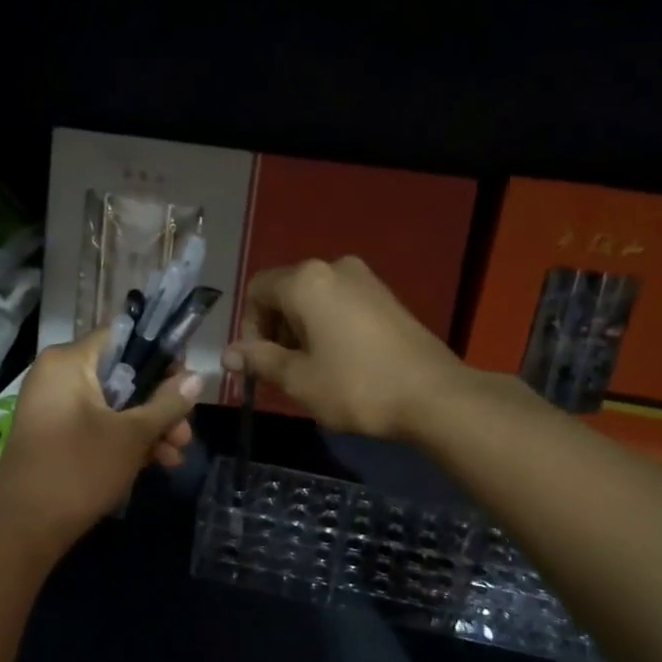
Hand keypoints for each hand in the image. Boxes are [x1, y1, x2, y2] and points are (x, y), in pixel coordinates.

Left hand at [0, 328, 202, 545]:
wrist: (24, 528)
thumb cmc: (80, 470)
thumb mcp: (132, 435)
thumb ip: (168, 402)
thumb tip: (198, 377)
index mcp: (68, 361)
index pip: (124, 336)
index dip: (160, 355)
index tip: (186, 383)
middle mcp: (57, 375)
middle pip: (122, 374)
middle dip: (159, 405)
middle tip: (186, 432)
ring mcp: (54, 407)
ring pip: (114, 405)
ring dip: (148, 427)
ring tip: (175, 456)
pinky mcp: (55, 435)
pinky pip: (97, 424)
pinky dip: (125, 440)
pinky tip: (155, 463)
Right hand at [223, 256, 464, 438]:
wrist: (433, 395)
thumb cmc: (355, 386)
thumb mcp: (298, 378)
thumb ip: (259, 360)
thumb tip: (228, 355)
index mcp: (306, 280)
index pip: (257, 290)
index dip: (249, 327)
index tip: (260, 362)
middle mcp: (334, 267)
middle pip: (285, 291)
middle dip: (275, 329)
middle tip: (283, 370)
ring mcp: (365, 279)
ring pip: (314, 299)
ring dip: (301, 330)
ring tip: (312, 370)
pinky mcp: (386, 296)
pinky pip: (340, 304)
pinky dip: (327, 326)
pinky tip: (340, 361)